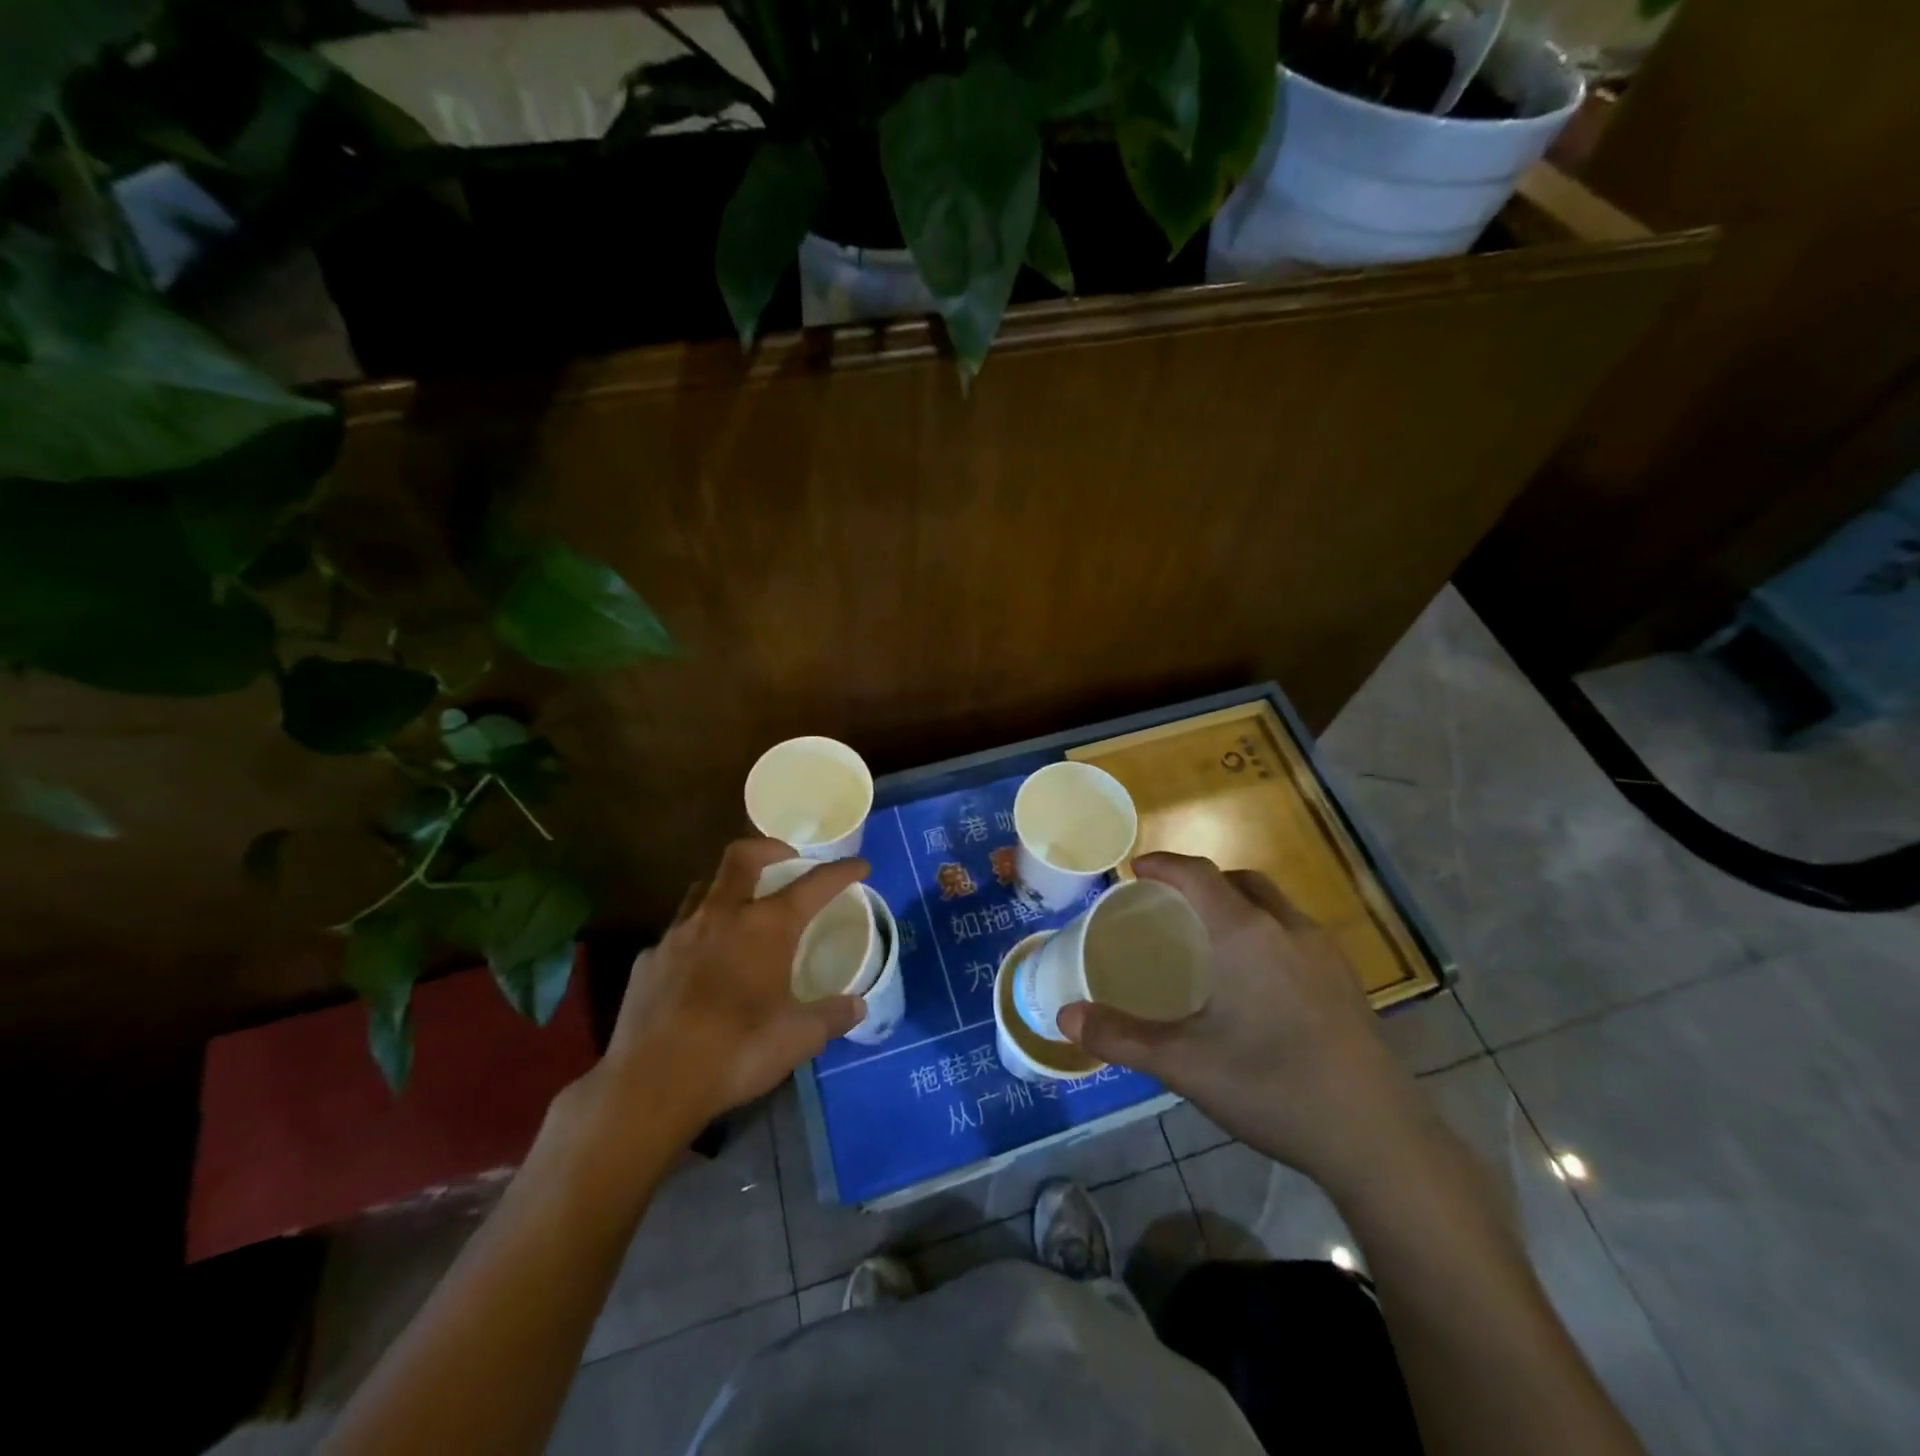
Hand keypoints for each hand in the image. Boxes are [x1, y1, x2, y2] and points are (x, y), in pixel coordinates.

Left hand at [594, 838, 868, 1134]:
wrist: (650, 1083)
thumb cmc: (737, 1052)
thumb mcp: (798, 1038)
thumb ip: (831, 1016)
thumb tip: (858, 1007)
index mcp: (766, 927)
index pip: (813, 885)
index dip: (841, 871)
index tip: (860, 866)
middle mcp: (722, 916)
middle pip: (743, 856)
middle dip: (770, 848)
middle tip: (787, 860)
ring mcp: (679, 934)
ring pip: (705, 887)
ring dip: (729, 886)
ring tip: (743, 907)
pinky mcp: (649, 959)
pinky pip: (678, 931)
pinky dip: (698, 934)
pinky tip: (702, 964)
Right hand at [1057, 852, 1427, 1193]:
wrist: (1379, 1140)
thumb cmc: (1273, 1087)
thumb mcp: (1185, 1065)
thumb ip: (1121, 1037)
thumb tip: (1065, 1016)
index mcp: (1246, 933)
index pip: (1199, 874)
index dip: (1164, 864)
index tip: (1137, 868)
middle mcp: (1288, 929)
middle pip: (1241, 881)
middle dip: (1203, 881)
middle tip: (1171, 906)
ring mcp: (1326, 955)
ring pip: (1275, 906)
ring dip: (1238, 904)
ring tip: (1210, 940)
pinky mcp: (1347, 983)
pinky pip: (1296, 934)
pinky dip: (1266, 932)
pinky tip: (1257, 981)